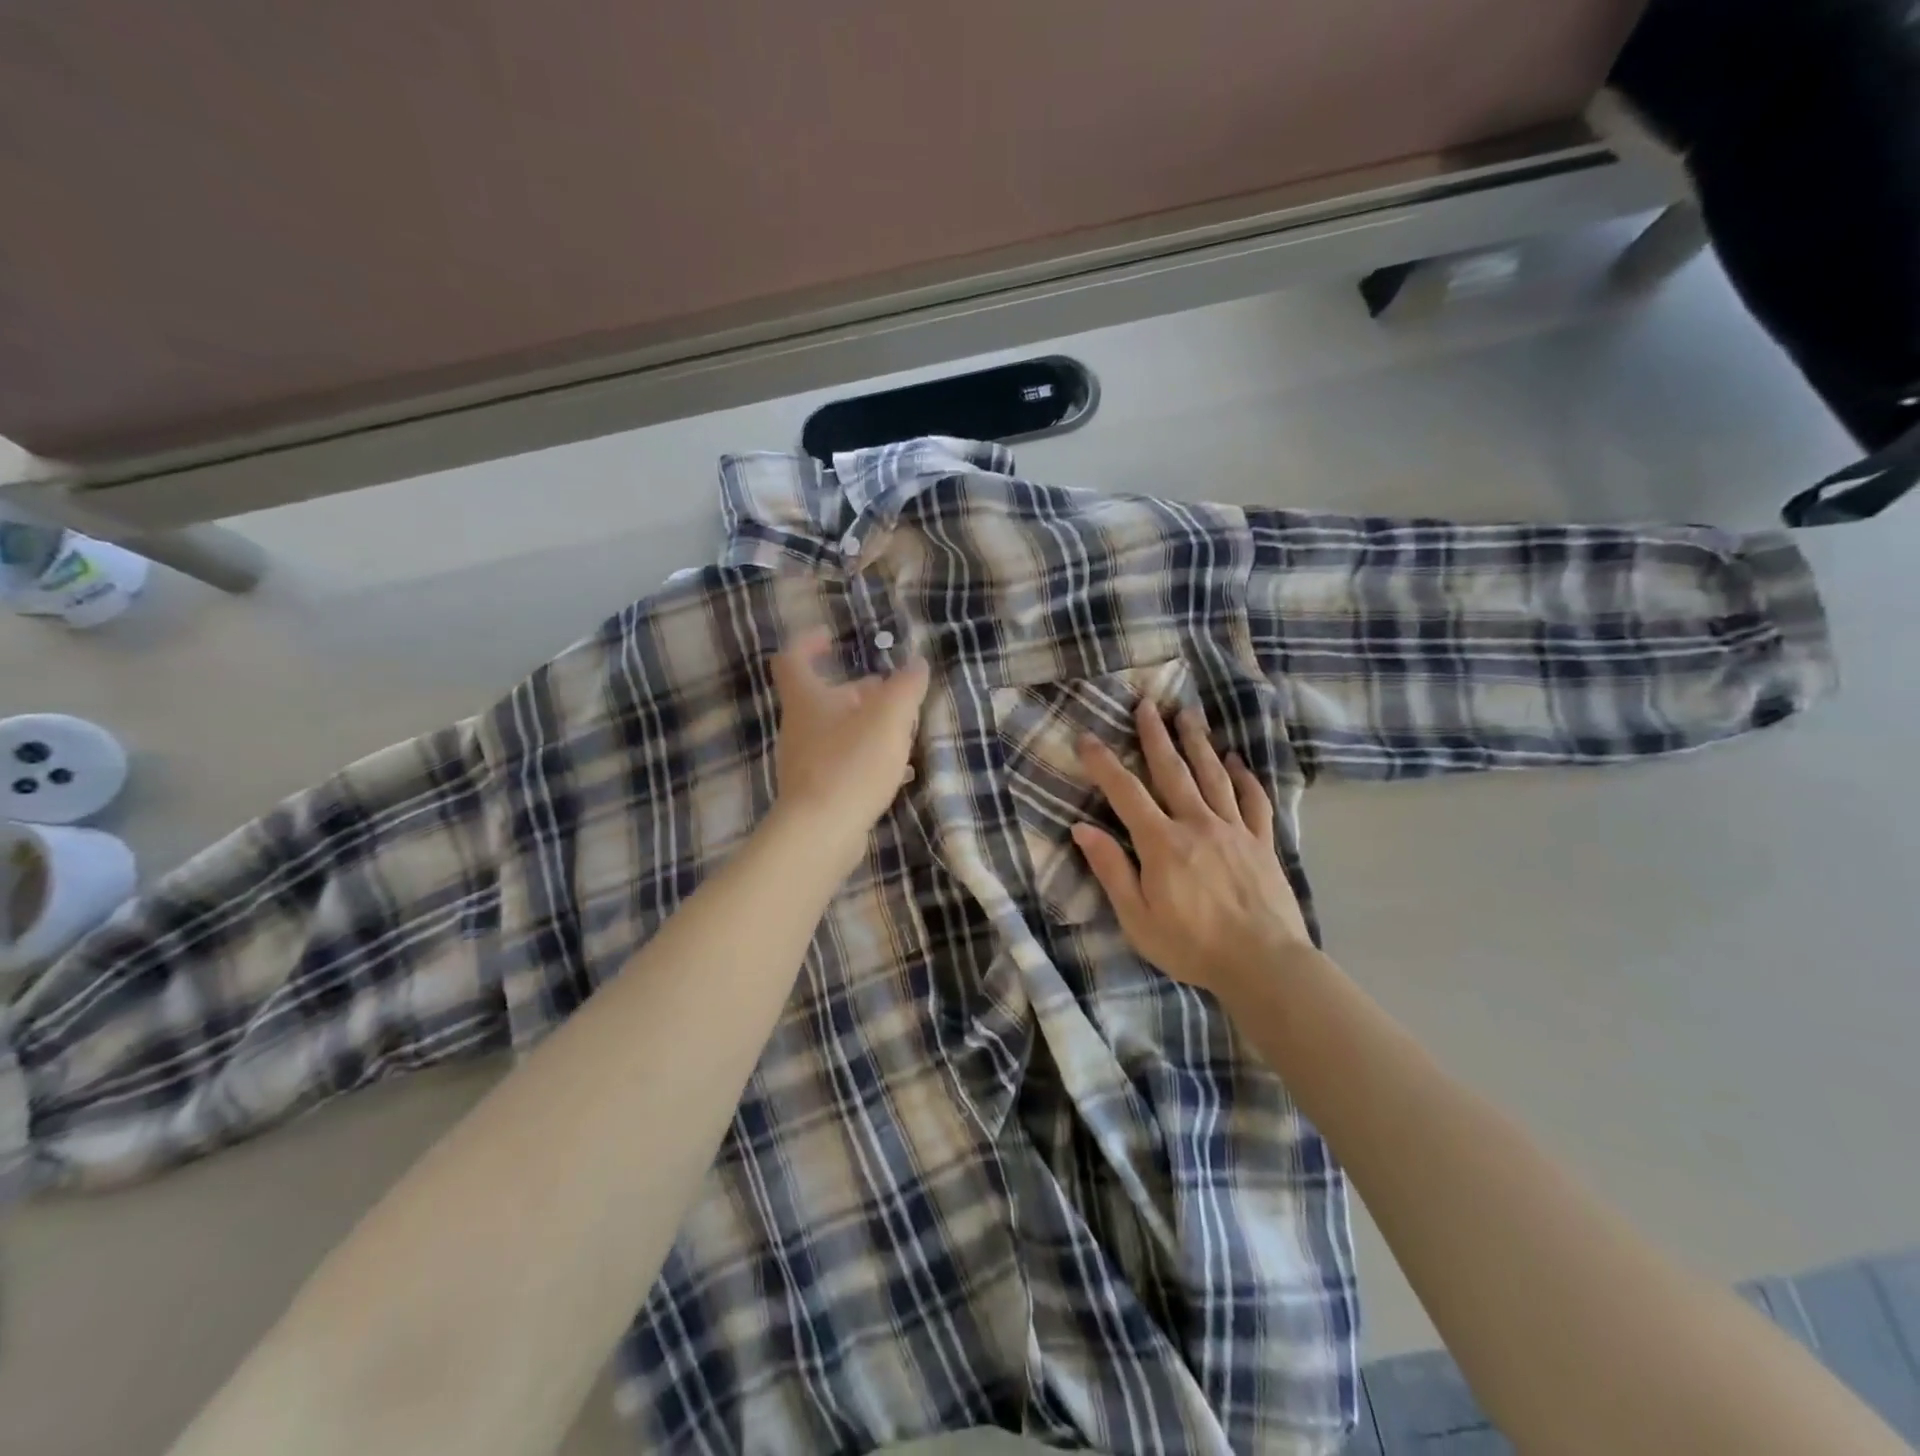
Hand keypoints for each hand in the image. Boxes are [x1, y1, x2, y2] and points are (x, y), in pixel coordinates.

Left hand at [769, 627, 929, 850]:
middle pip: (823, 698)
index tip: (832, 637)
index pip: (794, 659)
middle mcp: (799, 727)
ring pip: (836, 731)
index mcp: (807, 700)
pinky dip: (866, 757)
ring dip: (865, 725)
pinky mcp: (815, 791)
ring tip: (901, 731)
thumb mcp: (889, 718)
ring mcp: (804, 761)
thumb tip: (916, 664)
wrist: (821, 833)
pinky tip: (895, 770)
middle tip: (890, 692)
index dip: (809, 642)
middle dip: (858, 691)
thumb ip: (906, 687)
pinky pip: (842, 762)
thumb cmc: (851, 764)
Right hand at [1072, 701, 1311, 994]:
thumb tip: (1081, 829)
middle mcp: (1197, 824)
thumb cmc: (1192, 946)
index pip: (1126, 793)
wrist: (1265, 964)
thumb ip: (1111, 870)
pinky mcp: (1262, 842)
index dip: (1104, 764)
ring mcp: (1235, 830)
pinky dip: (1243, 777)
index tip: (1087, 737)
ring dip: (1198, 742)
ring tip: (1188, 714)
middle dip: (1156, 735)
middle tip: (1147, 704)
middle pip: (1173, 770)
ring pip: (1213, 775)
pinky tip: (1235, 760)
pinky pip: (1253, 800)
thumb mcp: (1137, 918)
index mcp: (1162, 843)